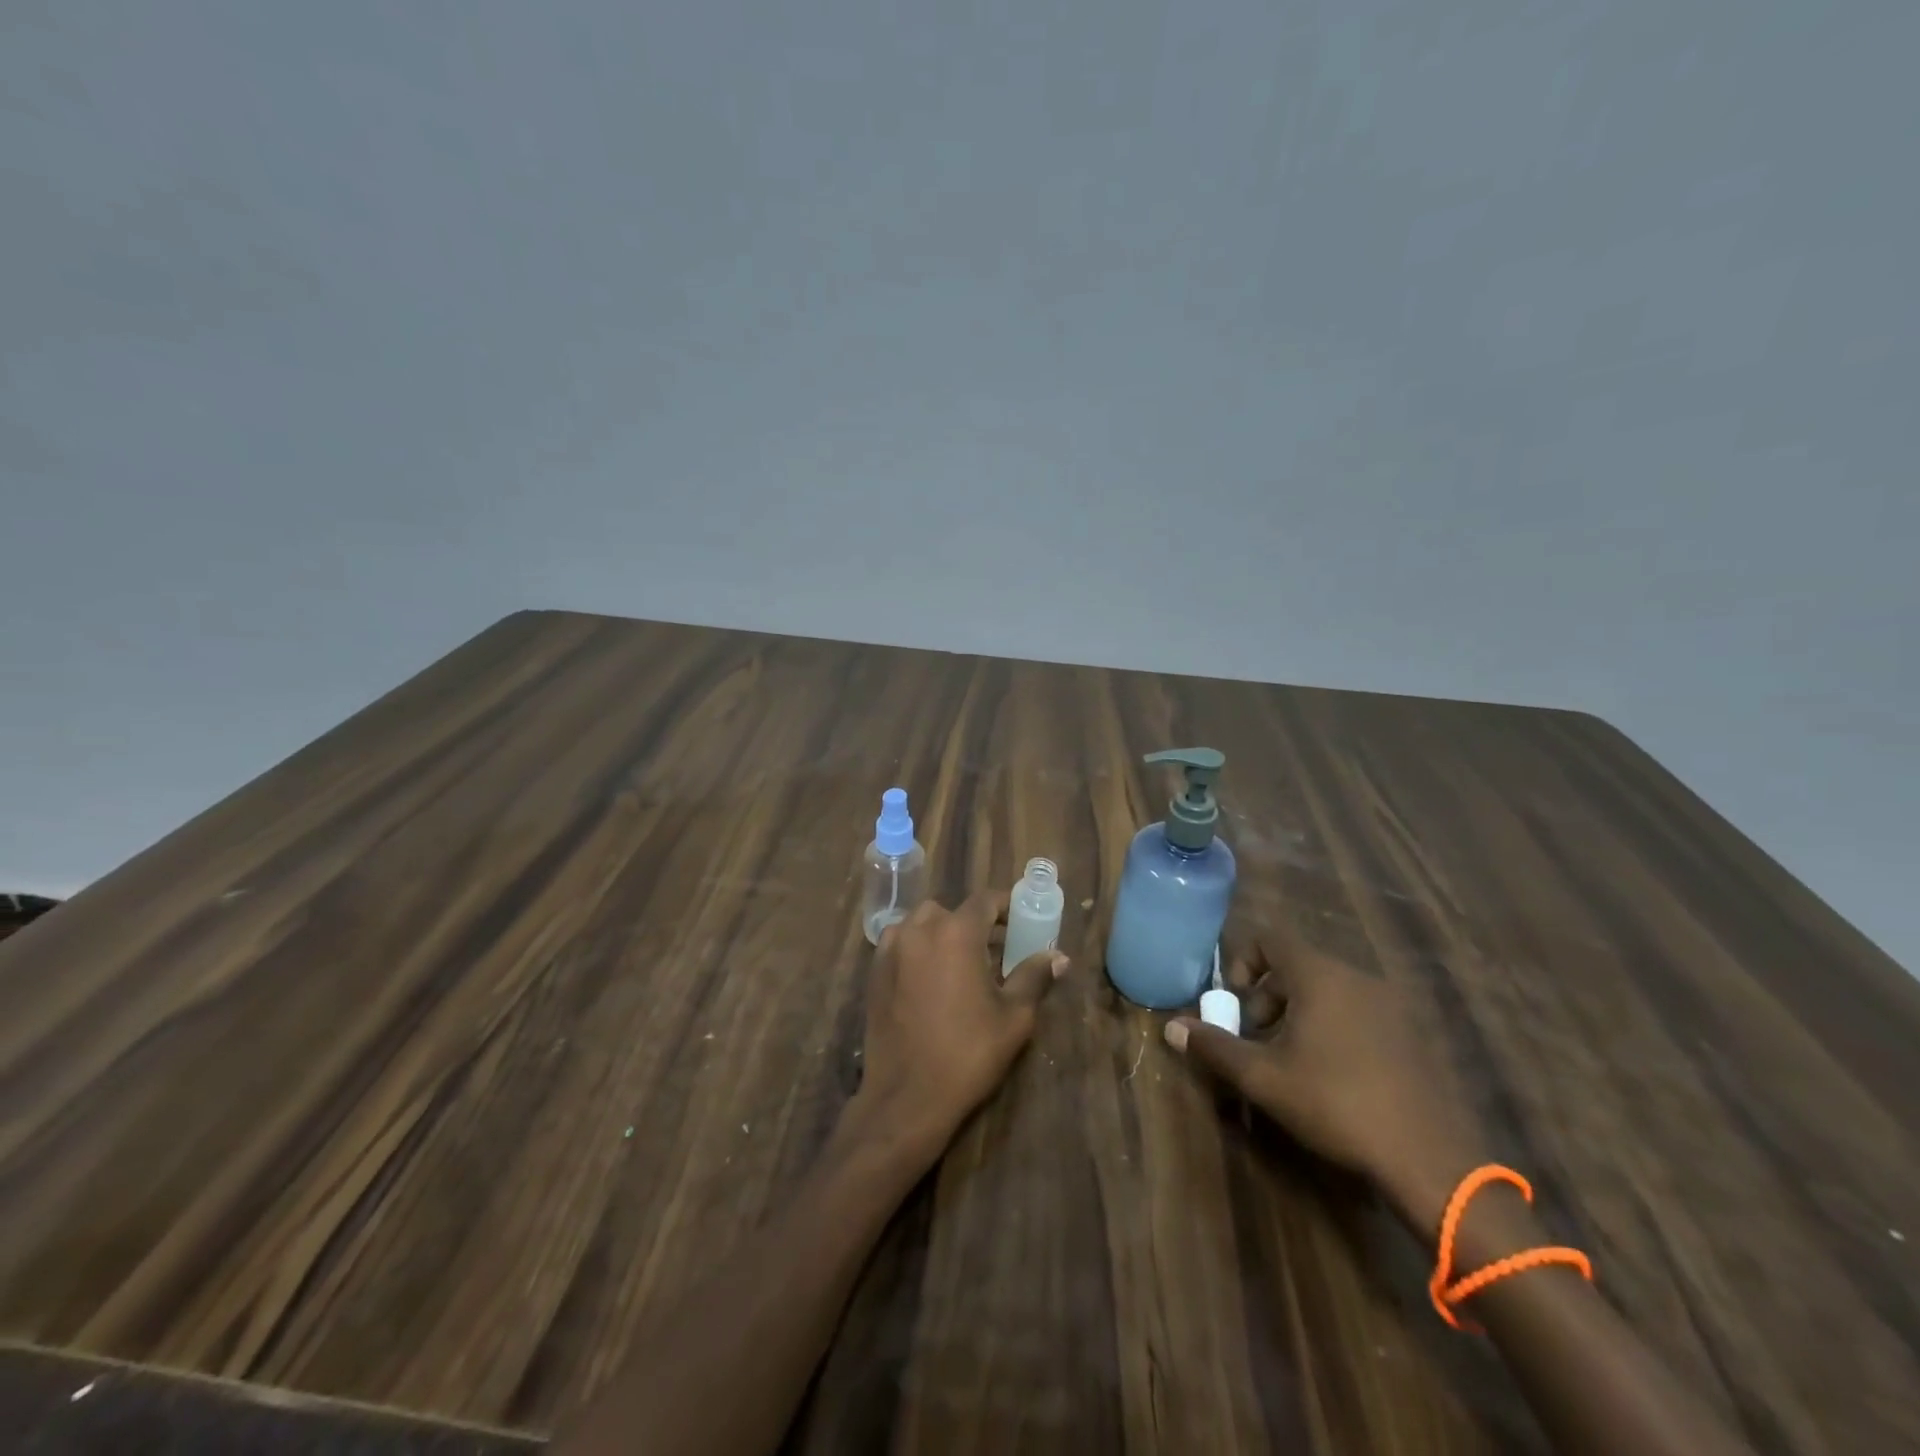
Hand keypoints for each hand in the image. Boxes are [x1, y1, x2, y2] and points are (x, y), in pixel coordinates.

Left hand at [852, 889, 1067, 1161]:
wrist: (907, 1096)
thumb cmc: (968, 1054)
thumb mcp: (1013, 1017)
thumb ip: (1034, 977)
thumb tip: (1058, 957)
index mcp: (957, 932)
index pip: (985, 900)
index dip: (1005, 906)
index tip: (1020, 921)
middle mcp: (920, 929)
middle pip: (952, 911)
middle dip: (974, 923)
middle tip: (995, 949)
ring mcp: (891, 949)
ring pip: (921, 923)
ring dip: (943, 933)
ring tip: (961, 963)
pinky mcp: (874, 971)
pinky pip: (900, 943)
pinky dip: (918, 948)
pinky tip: (930, 978)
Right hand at [1163, 921, 1488, 1229]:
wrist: (1429, 1159)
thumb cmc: (1335, 1104)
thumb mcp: (1263, 1078)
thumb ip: (1214, 1047)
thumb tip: (1171, 1027)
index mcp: (1320, 975)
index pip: (1270, 939)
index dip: (1242, 962)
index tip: (1234, 1004)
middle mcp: (1357, 977)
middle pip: (1296, 966)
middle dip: (1266, 998)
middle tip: (1256, 1040)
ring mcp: (1391, 1005)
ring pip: (1327, 991)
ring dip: (1298, 1015)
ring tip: (1291, 1062)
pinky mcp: (1413, 1034)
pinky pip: (1357, 1012)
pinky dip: (1333, 1028)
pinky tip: (1334, 1076)